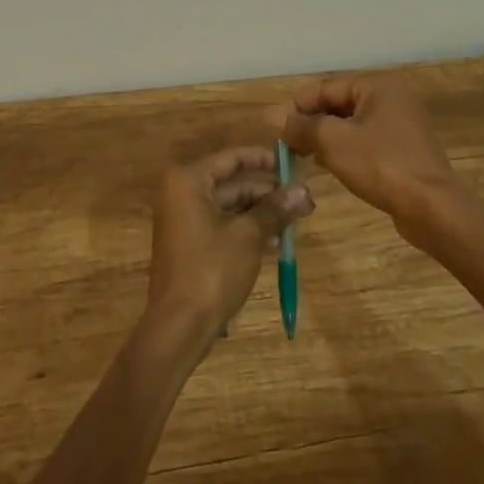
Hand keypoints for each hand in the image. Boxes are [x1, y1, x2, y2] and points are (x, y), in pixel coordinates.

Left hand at [146, 147, 311, 342]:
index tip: (292, 163)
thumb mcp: (249, 236)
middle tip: (303, 201)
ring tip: (296, 222)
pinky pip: (223, 225)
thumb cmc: (211, 270)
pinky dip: (247, 230)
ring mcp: (183, 219)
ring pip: (230, 206)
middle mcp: (181, 193)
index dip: (263, 159)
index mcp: (188, 180)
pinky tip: (276, 242)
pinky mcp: (190, 243)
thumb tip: (304, 190)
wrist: (179, 326)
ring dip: (262, 213)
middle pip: (232, 183)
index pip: (232, 158)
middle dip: (268, 193)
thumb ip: (275, 209)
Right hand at [270, 75, 462, 224]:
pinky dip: (344, 148)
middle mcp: (391, 97)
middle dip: (310, 122)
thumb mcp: (333, 142)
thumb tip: (270, 116)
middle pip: (338, 103)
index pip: (325, 87)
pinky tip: (326, 164)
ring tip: (301, 155)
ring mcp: (400, 123)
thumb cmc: (381, 165)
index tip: (274, 128)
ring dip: (324, 137)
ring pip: (350, 123)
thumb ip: (301, 126)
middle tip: (285, 144)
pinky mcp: (403, 148)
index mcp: (377, 85)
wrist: (432, 209)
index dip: (296, 106)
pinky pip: (364, 140)